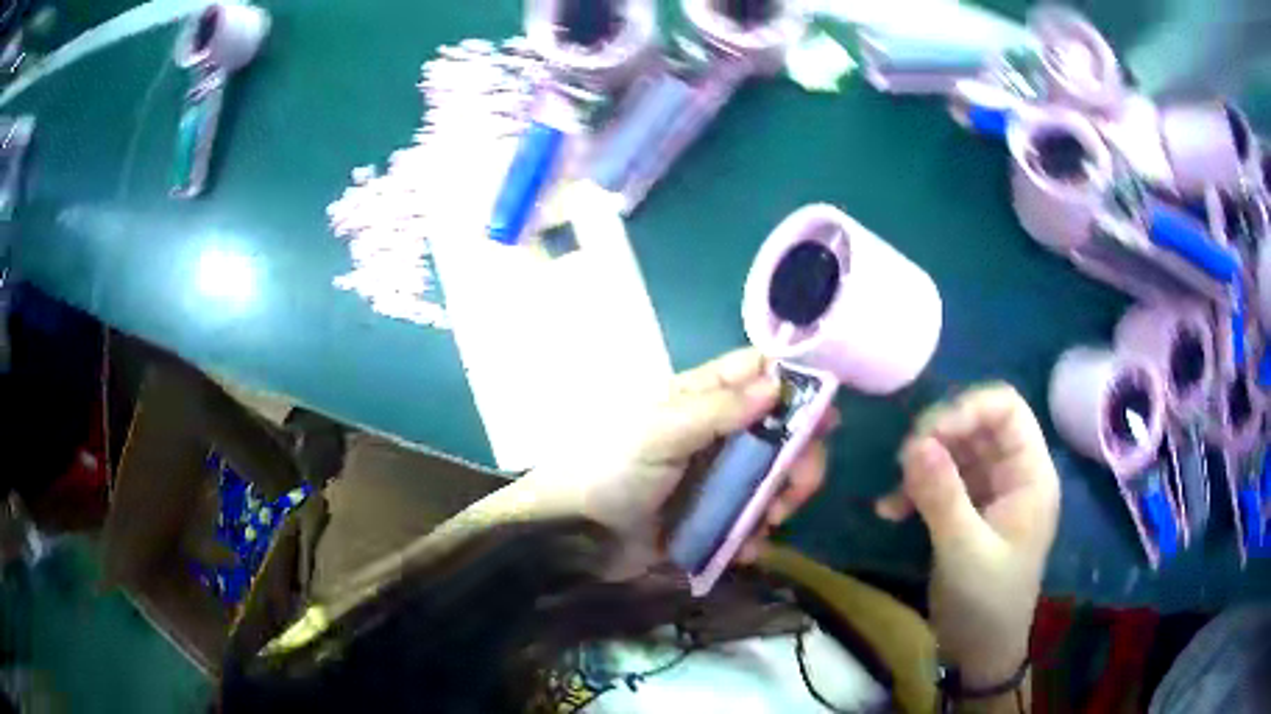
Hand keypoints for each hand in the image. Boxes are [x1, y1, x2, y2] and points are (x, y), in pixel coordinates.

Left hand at [530, 348, 835, 567]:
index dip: (795, 388)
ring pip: (775, 479)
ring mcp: (718, 478)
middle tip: (796, 490)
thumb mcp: (659, 433)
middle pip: (781, 432)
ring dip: (782, 501)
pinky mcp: (714, 517)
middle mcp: (717, 433)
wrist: (575, 536)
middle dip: (799, 459)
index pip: (758, 375)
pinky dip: (757, 535)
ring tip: (767, 524)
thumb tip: (777, 384)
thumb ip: (717, 409)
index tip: (824, 417)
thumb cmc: (611, 472)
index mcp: (701, 400)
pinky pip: (752, 520)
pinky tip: (748, 550)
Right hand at [876, 384, 1059, 685]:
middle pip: (978, 424)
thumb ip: (942, 495)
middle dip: (939, 435)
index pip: (1007, 409)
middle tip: (903, 461)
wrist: (979, 653)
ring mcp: (990, 493)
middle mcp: (1013, 474)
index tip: (926, 435)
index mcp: (1030, 475)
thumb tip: (914, 443)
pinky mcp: (968, 511)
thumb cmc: (986, 603)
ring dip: (923, 464)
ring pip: (956, 451)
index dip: (967, 408)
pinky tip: (890, 511)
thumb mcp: (964, 551)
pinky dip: (915, 490)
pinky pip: (942, 481)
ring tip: (895, 492)